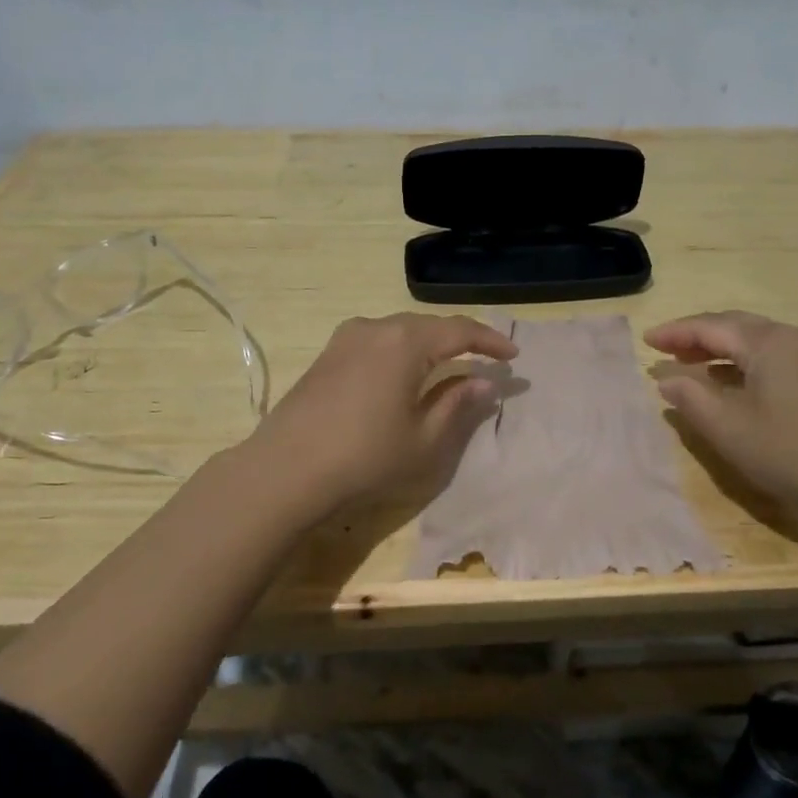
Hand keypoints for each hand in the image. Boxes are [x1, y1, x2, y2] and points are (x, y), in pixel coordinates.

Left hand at [243, 313, 517, 522]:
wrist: (284, 470)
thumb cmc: (365, 457)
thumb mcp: (424, 439)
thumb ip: (457, 404)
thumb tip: (482, 381)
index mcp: (406, 341)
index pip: (459, 331)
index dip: (490, 341)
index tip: (513, 355)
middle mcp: (376, 327)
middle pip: (429, 326)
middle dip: (461, 341)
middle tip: (485, 359)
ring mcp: (346, 338)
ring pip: (401, 332)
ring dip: (429, 345)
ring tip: (449, 365)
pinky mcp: (327, 354)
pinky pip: (377, 341)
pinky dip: (401, 351)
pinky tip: (404, 373)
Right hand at [643, 311, 797, 521]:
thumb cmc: (797, 453)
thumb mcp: (732, 431)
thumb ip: (692, 400)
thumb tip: (667, 380)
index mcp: (769, 342)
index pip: (711, 327)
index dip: (675, 333)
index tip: (646, 341)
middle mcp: (795, 336)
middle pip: (736, 326)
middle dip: (698, 337)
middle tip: (667, 351)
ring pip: (758, 340)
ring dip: (723, 350)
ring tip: (695, 366)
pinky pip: (778, 355)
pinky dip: (748, 362)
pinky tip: (738, 384)